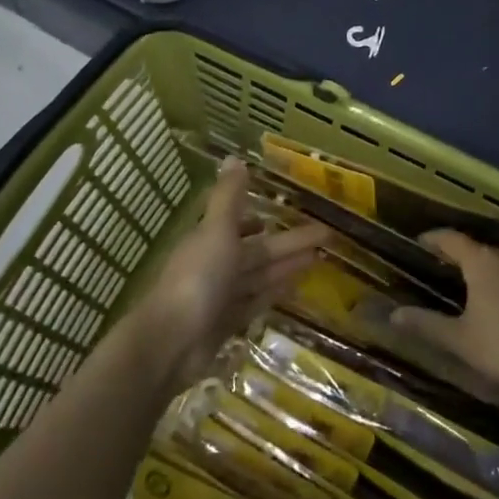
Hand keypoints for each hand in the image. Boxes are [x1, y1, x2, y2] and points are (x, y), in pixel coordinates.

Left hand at [137, 158, 326, 387]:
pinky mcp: (227, 323)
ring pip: (261, 276)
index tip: (294, 209)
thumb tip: (234, 157)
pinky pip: (257, 302)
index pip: (244, 222)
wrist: (170, 342)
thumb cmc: (197, 278)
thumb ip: (229, 197)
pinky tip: (297, 288)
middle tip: (328, 236)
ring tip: (319, 259)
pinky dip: (275, 294)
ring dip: (287, 267)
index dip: (268, 216)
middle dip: (290, 242)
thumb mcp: (216, 230)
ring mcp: (222, 295)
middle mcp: (217, 264)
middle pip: (260, 251)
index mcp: (212, 239)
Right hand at [389, 230, 498, 399]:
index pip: (452, 239)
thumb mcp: (459, 339)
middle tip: (449, 267)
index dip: (435, 239)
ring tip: (482, 285)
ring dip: (492, 268)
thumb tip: (394, 315)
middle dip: (464, 255)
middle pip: (481, 248)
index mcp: (482, 262)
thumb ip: (426, 324)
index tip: (421, 242)